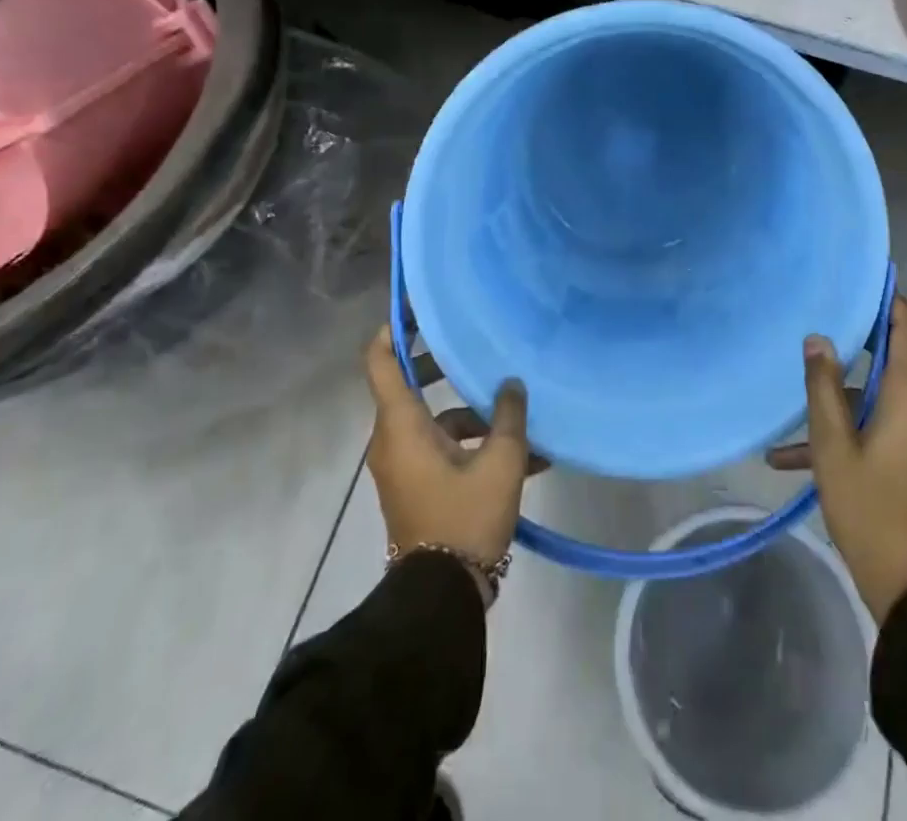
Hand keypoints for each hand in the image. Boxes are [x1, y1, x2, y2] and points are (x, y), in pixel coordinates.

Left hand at [363, 326, 532, 576]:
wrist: (441, 598)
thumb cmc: (465, 519)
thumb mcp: (500, 464)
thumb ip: (509, 416)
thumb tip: (512, 383)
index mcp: (401, 425)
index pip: (381, 361)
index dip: (394, 329)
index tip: (418, 308)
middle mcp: (393, 439)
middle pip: (411, 386)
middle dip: (445, 367)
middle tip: (474, 349)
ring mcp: (403, 465)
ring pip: (434, 421)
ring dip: (473, 415)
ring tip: (520, 417)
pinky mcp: (416, 486)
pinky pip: (441, 450)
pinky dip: (472, 445)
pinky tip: (525, 458)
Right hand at [792, 295, 906, 624]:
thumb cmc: (872, 509)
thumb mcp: (833, 447)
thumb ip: (823, 387)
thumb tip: (818, 338)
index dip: (888, 299)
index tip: (862, 276)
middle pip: (892, 359)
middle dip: (852, 345)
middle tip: (814, 325)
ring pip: (880, 398)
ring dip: (838, 402)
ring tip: (786, 417)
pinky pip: (884, 426)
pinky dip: (850, 431)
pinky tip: (792, 459)